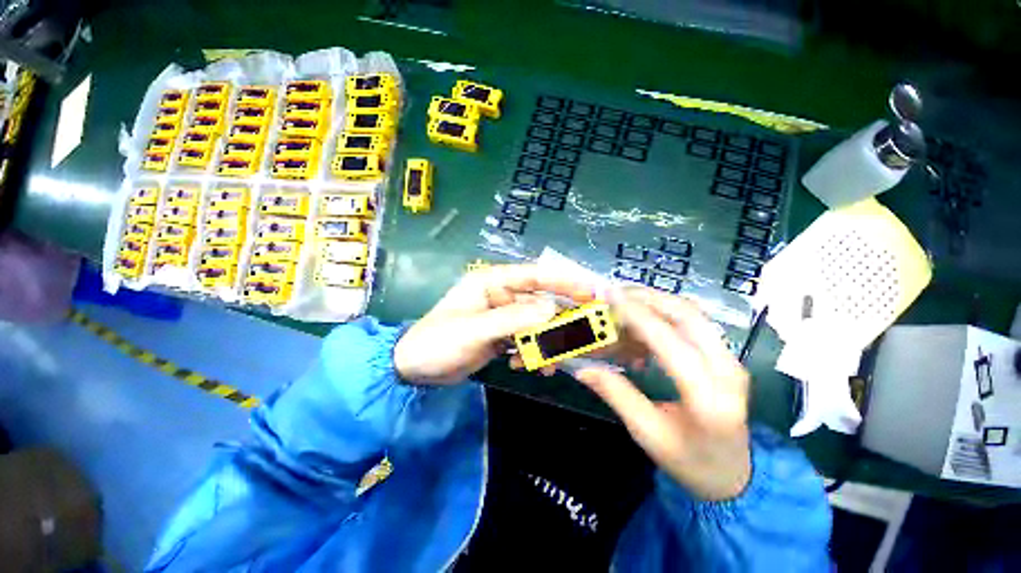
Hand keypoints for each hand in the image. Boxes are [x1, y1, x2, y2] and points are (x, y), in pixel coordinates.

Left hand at [394, 264, 594, 384]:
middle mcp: (501, 295)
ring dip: (544, 342)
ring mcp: (502, 316)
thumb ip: (512, 320)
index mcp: (492, 282)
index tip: (590, 292)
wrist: (414, 368)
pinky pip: (525, 339)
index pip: (534, 276)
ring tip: (548, 362)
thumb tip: (552, 311)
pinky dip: (529, 352)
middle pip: (540, 302)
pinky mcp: (501, 334)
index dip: (563, 282)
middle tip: (578, 338)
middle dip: (558, 321)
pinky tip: (522, 365)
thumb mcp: (474, 330)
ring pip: (535, 324)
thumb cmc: (437, 342)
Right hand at [574, 288, 751, 500]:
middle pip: (688, 315)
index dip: (637, 315)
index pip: (669, 342)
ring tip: (624, 301)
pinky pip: (693, 321)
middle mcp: (727, 370)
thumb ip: (616, 395)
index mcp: (708, 397)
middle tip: (614, 293)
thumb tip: (583, 369)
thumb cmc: (690, 461)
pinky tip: (643, 321)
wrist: (734, 475)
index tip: (609, 297)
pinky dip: (664, 312)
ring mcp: (731, 359)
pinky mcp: (725, 355)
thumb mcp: (648, 434)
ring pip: (693, 313)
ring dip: (656, 301)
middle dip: (647, 297)